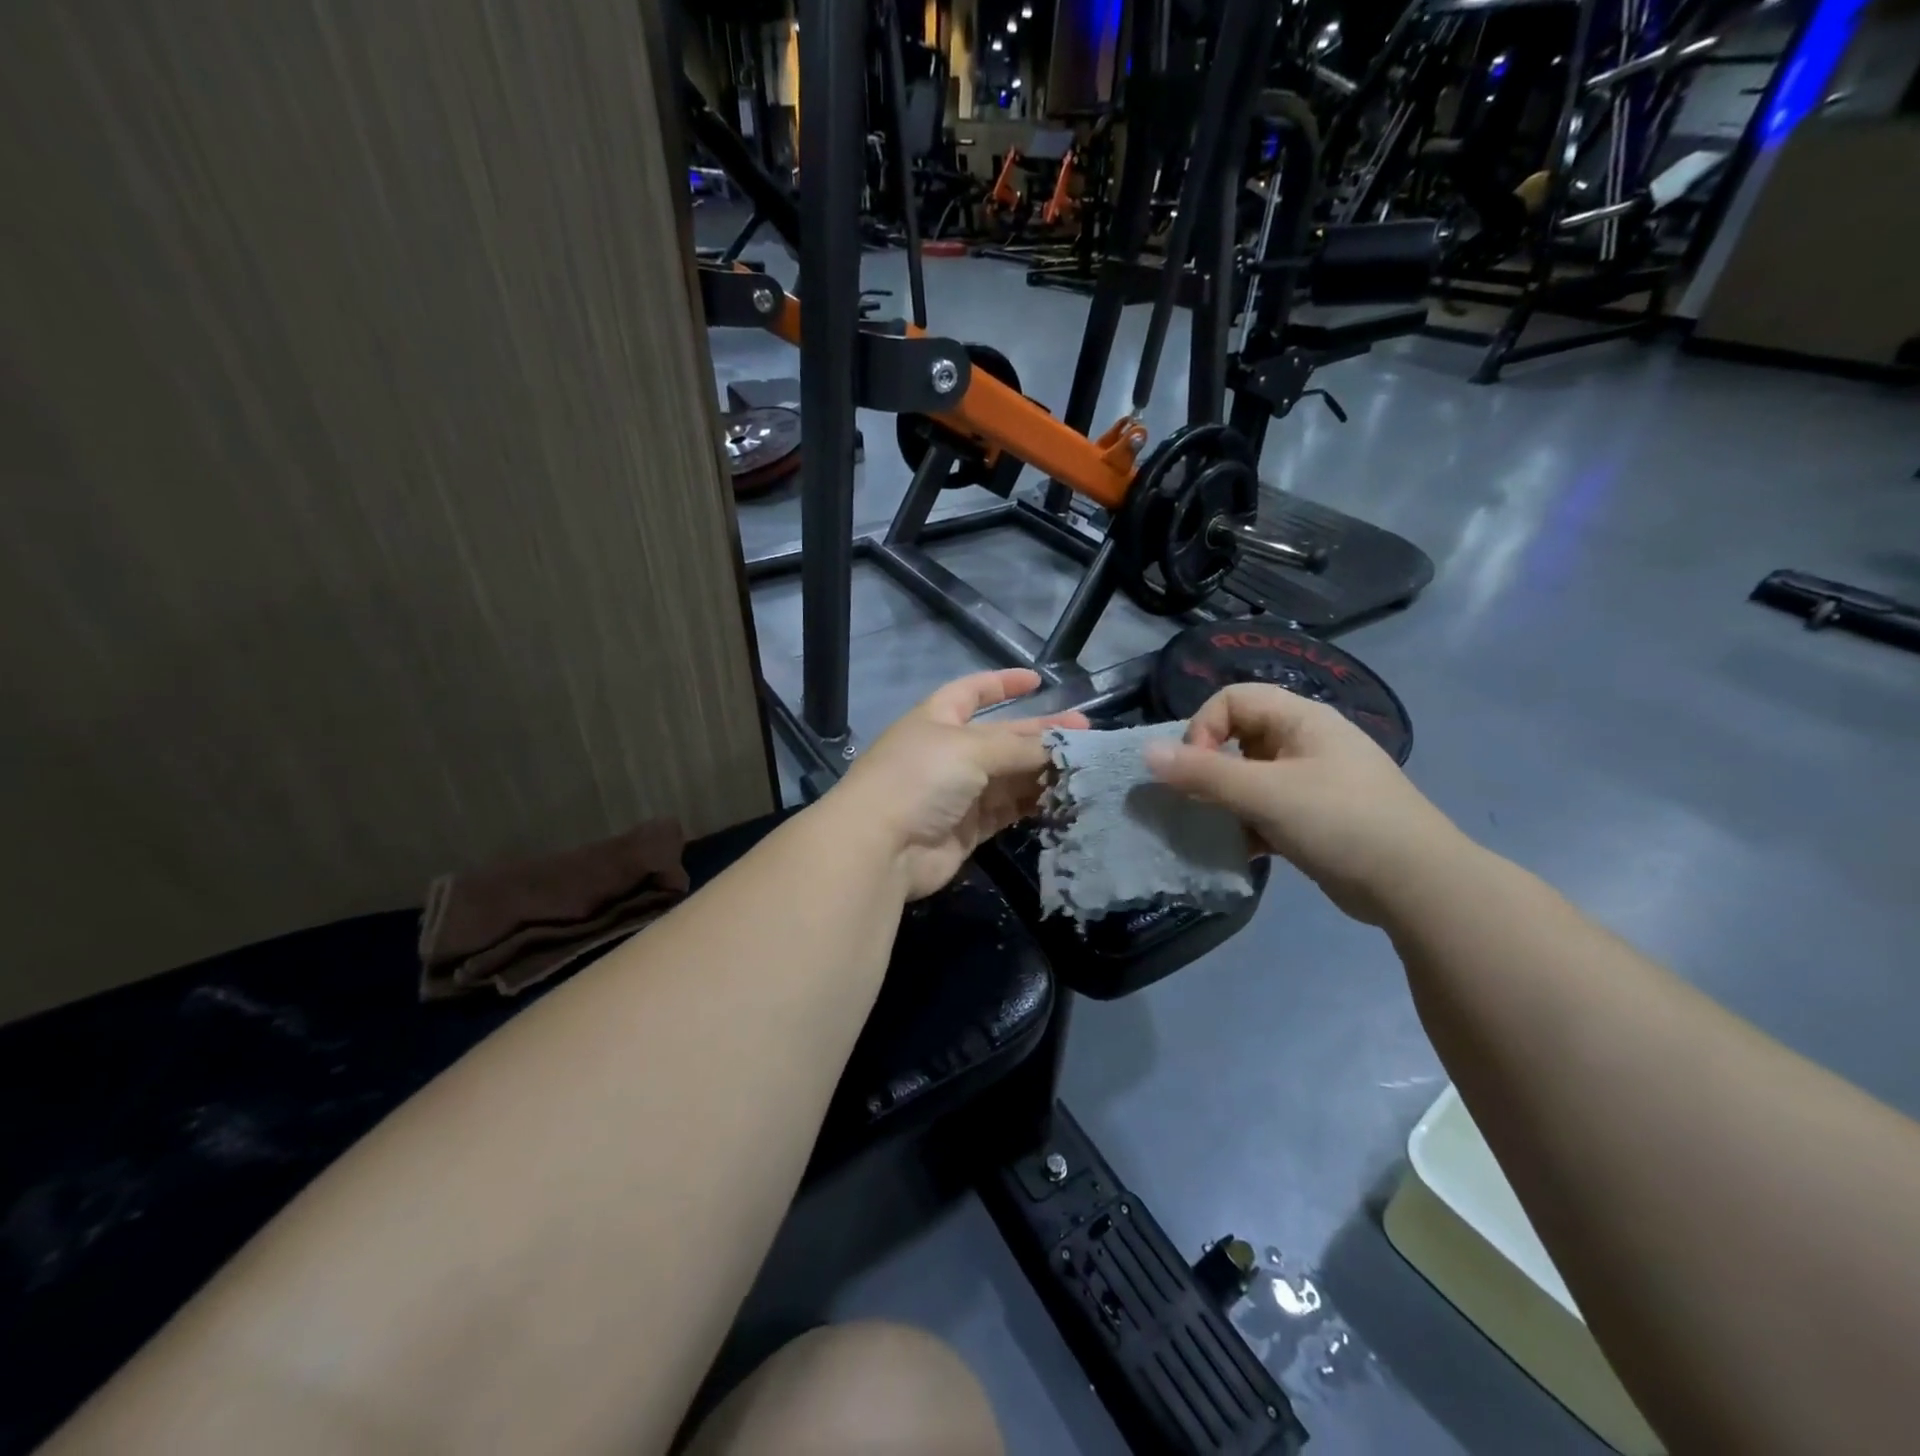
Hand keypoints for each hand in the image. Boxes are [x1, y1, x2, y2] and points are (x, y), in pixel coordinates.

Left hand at [830, 668, 1088, 900]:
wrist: (882, 847)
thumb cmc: (920, 778)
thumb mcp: (970, 749)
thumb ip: (1018, 747)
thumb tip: (1060, 748)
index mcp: (938, 718)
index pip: (972, 691)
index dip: (1002, 683)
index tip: (1037, 681)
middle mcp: (948, 752)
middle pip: (1002, 737)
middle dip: (1041, 733)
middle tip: (1087, 733)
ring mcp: (958, 792)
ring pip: (1009, 776)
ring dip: (1043, 771)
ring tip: (1086, 768)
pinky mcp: (968, 828)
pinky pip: (1007, 809)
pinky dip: (1033, 804)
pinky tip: (1065, 799)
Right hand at [1144, 684, 1465, 925]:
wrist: (1416, 885)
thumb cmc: (1340, 821)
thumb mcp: (1265, 793)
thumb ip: (1203, 773)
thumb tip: (1146, 753)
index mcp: (1301, 719)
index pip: (1232, 700)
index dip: (1203, 728)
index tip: (1194, 770)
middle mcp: (1305, 742)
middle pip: (1238, 737)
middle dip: (1209, 768)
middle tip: (1198, 801)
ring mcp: (1312, 780)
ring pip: (1249, 777)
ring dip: (1224, 801)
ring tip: (1216, 828)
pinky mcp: (1314, 816)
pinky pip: (1265, 808)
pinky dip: (1246, 824)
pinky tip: (1241, 850)